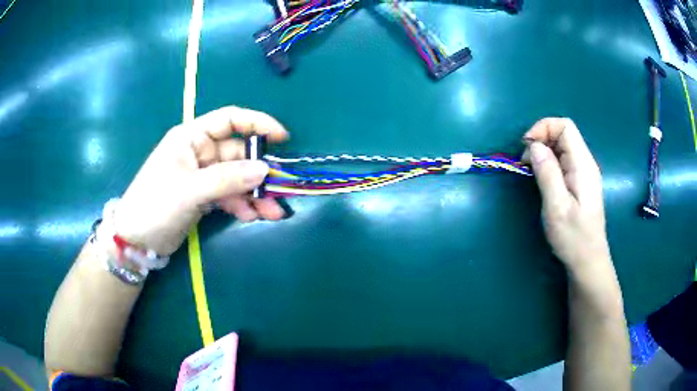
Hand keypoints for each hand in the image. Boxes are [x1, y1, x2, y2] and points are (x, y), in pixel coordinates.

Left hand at [114, 106, 288, 255]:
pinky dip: (241, 205)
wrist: (136, 241)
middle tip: (279, 192)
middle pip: (237, 154)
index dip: (257, 124)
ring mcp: (201, 175)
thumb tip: (265, 170)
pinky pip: (229, 195)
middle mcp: (199, 152)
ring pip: (236, 178)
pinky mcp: (203, 196)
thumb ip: (227, 179)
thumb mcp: (189, 190)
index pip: (229, 120)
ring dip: (254, 194)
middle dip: (258, 173)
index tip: (282, 138)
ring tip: (272, 213)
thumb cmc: (155, 205)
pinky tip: (251, 217)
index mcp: (191, 137)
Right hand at [523, 118, 610, 272]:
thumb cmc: (573, 237)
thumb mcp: (557, 207)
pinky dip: (549, 162)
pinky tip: (542, 178)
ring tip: (530, 171)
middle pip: (563, 134)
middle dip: (541, 140)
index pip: (565, 126)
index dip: (544, 128)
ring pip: (562, 147)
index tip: (526, 146)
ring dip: (543, 152)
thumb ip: (547, 173)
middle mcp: (586, 163)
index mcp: (583, 165)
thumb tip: (534, 146)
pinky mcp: (580, 182)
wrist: (588, 261)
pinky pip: (563, 161)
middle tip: (525, 163)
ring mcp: (584, 173)